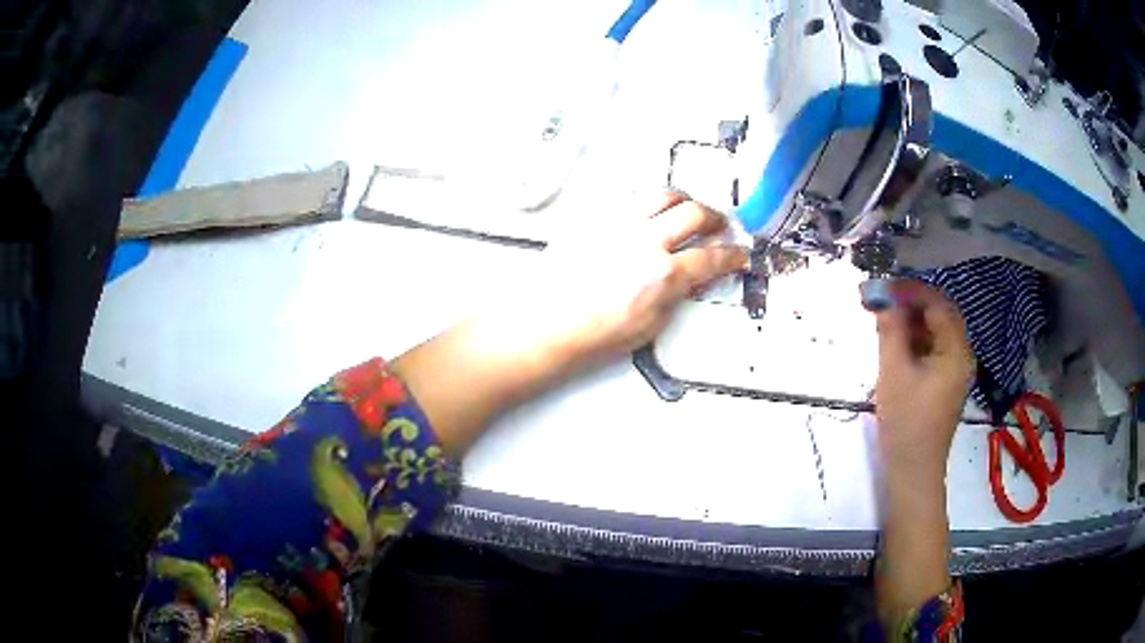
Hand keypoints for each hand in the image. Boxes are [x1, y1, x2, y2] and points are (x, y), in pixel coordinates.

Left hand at [394, 192, 746, 455]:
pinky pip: (630, 196)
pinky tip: (650, 210)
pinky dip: (649, 200)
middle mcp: (644, 240)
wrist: (545, 324)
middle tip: (720, 225)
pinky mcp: (595, 217)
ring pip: (663, 194)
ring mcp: (618, 224)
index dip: (733, 255)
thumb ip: (677, 295)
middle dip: (716, 218)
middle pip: (695, 213)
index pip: (713, 257)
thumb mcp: (650, 326)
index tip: (739, 254)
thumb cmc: (590, 333)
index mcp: (663, 274)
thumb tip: (691, 279)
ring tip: (688, 210)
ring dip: (684, 200)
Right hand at [872, 279, 974, 485]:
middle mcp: (961, 354)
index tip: (880, 286)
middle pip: (938, 314)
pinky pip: (932, 348)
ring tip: (882, 319)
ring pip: (934, 330)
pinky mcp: (945, 382)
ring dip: (910, 321)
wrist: (913, 473)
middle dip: (909, 303)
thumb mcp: (893, 373)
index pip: (936, 303)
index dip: (909, 290)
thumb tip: (882, 295)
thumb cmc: (906, 424)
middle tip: (879, 300)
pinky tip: (894, 343)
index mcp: (956, 349)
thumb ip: (890, 330)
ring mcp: (955, 369)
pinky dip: (914, 339)